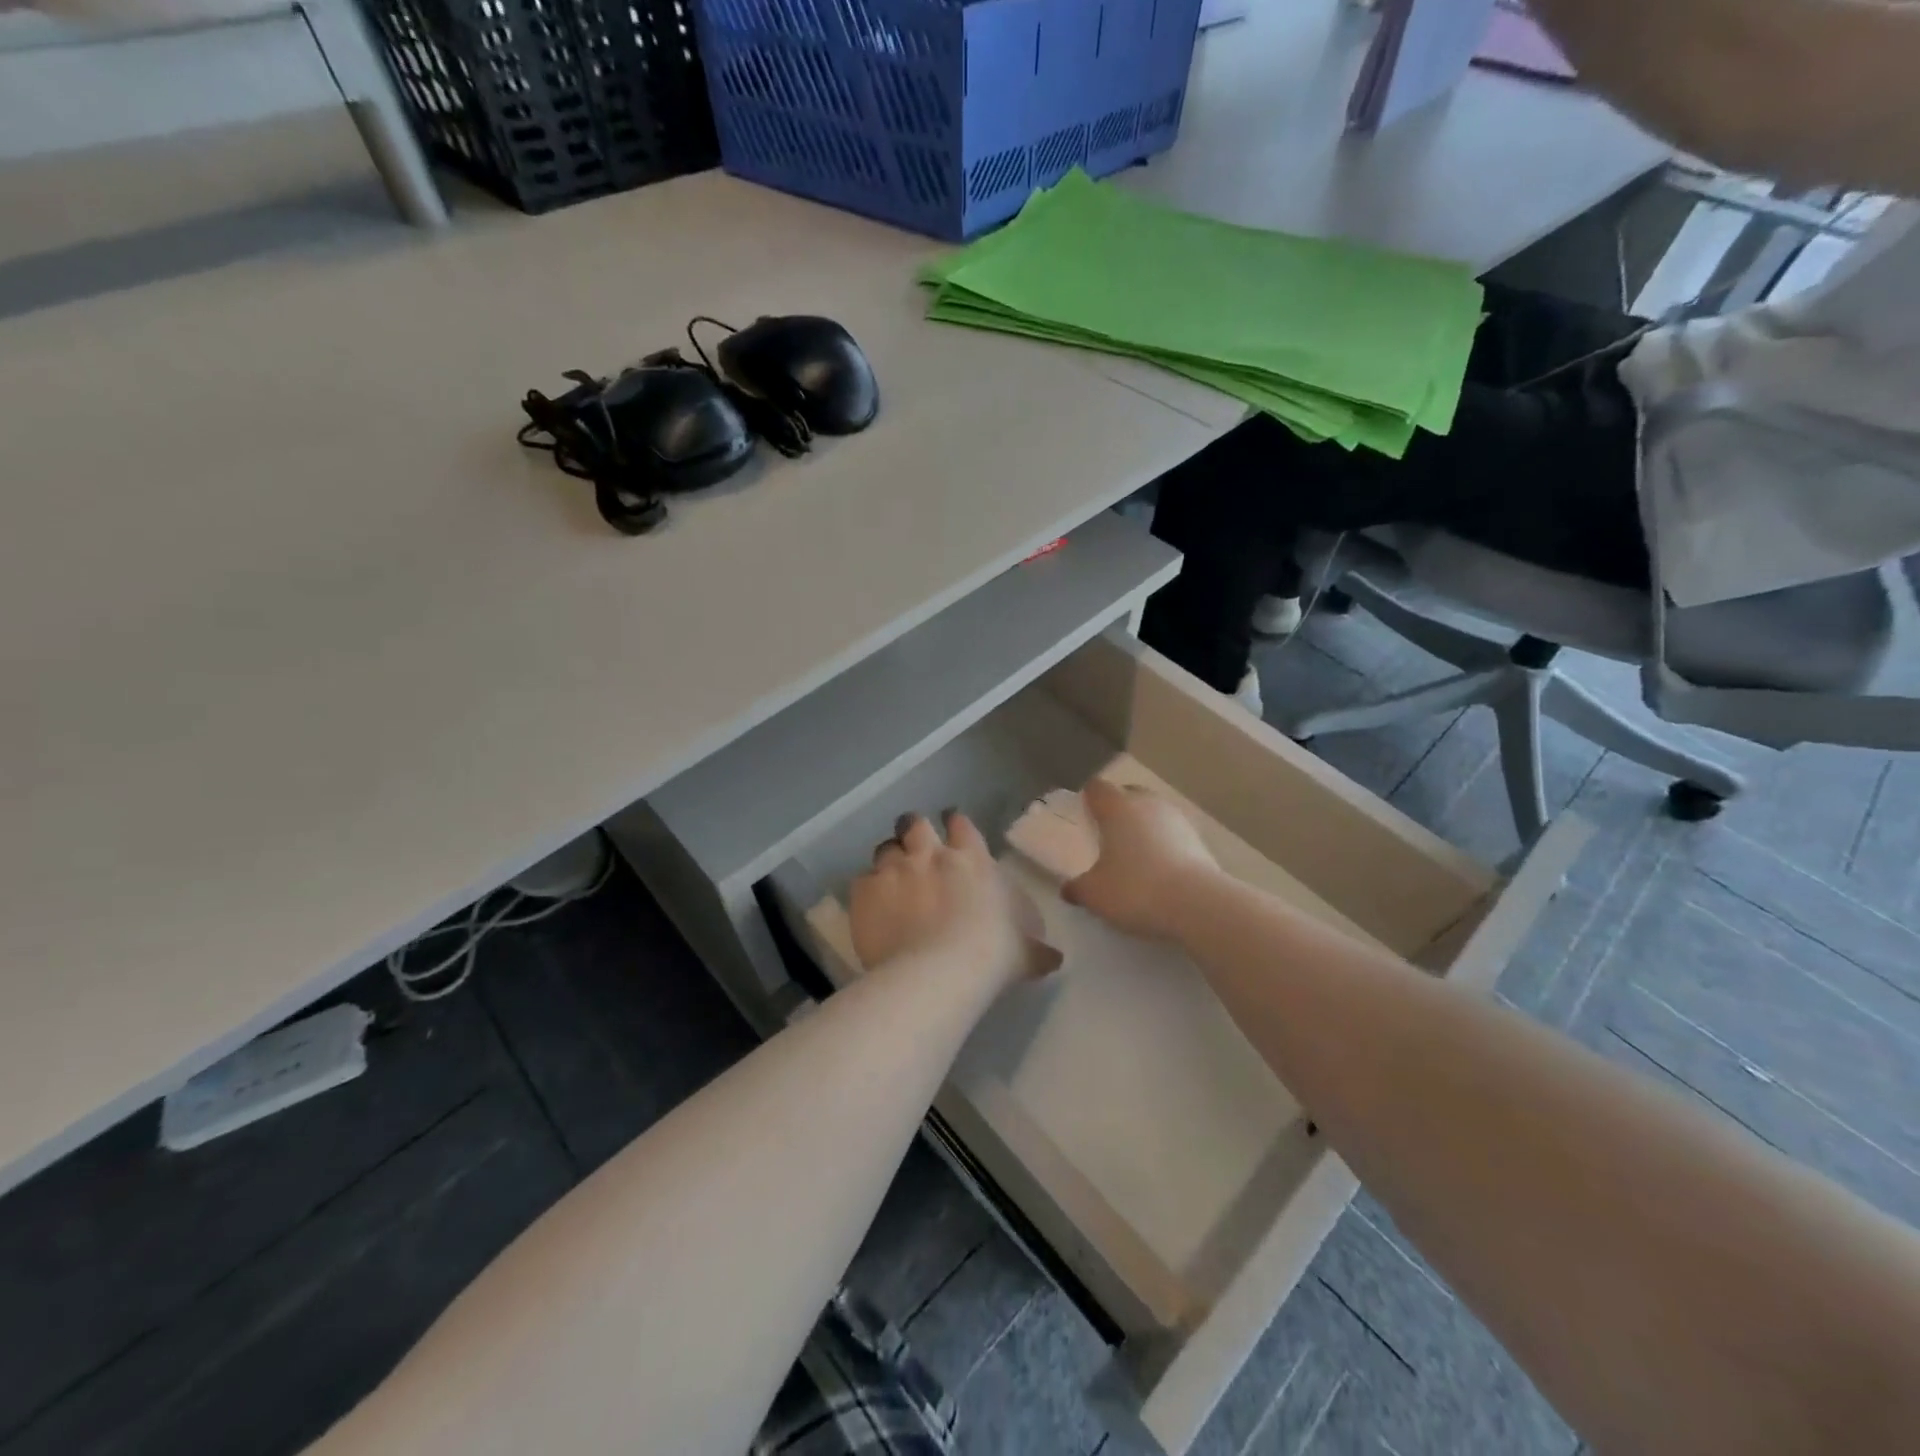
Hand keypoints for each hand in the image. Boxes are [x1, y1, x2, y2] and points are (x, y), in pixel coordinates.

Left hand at [850, 811, 1060, 986]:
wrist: (940, 971)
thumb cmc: (992, 954)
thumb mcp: (1024, 952)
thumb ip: (1037, 950)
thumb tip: (1055, 958)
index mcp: (971, 860)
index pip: (961, 825)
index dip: (955, 825)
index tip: (952, 832)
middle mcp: (930, 854)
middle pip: (914, 823)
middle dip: (913, 831)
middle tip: (914, 848)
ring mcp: (894, 869)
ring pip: (884, 848)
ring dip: (888, 860)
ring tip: (890, 879)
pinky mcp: (865, 891)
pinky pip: (862, 881)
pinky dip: (867, 891)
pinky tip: (871, 908)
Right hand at [1062, 779, 1220, 940]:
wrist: (1198, 905)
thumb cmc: (1136, 889)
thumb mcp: (1095, 894)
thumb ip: (1078, 888)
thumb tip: (1067, 889)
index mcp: (1117, 807)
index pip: (1097, 788)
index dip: (1087, 798)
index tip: (1082, 816)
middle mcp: (1147, 803)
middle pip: (1128, 794)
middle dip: (1117, 809)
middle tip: (1106, 835)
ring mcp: (1177, 819)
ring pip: (1153, 813)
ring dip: (1143, 826)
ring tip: (1133, 855)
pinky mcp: (1198, 839)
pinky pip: (1172, 833)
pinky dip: (1163, 844)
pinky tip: (1158, 869)